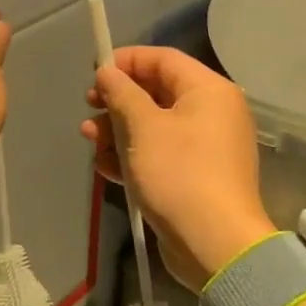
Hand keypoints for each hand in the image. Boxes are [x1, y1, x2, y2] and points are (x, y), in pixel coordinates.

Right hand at [81, 46, 273, 289]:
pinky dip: (132, 155)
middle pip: (156, 91)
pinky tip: (104, 166)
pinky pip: (159, 153)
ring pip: (153, 125)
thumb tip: (107, 72)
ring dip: (117, 129)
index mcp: (208, 90)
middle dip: (117, 100)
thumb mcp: (142, 127)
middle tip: (89, 106)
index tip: (94, 71)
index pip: (162, 58)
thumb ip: (121, 93)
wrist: (216, 246)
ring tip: (89, 140)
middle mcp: (211, 112)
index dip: (125, 60)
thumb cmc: (179, 174)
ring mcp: (204, 147)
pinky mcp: (195, 176)